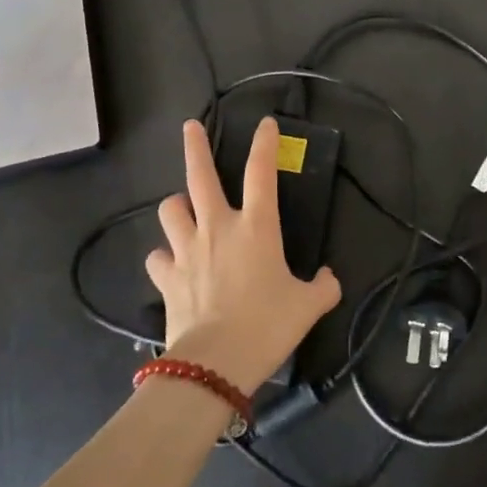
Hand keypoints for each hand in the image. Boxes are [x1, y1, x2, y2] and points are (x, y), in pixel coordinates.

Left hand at [147, 118, 342, 394]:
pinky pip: (158, 257)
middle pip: (200, 176)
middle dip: (195, 147)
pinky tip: (171, 264)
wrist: (216, 363)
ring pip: (171, 210)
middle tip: (190, 126)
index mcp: (256, 227)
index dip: (264, 143)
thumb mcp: (307, 308)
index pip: (261, 172)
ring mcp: (187, 250)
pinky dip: (164, 257)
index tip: (265, 123)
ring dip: (177, 206)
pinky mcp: (167, 277)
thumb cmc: (267, 325)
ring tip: (184, 210)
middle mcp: (218, 227)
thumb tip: (328, 278)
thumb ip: (322, 287)